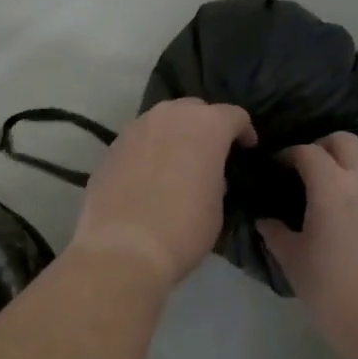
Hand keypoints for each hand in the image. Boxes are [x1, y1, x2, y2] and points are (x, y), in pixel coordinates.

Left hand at [70, 99, 256, 286]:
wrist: (122, 248)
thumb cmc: (183, 229)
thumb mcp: (217, 208)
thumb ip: (216, 182)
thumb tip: (207, 178)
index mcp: (206, 126)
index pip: (233, 115)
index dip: (244, 131)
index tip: (246, 149)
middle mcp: (169, 116)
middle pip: (194, 110)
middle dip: (206, 126)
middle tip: (210, 153)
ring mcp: (135, 128)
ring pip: (162, 121)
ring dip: (174, 135)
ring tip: (177, 162)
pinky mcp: (111, 148)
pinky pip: (139, 140)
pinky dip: (149, 151)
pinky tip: (149, 176)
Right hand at [259, 134, 357, 358]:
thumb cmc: (331, 293)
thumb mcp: (293, 262)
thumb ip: (276, 233)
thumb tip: (265, 219)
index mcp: (331, 188)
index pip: (307, 153)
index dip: (289, 154)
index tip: (279, 166)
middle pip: (345, 141)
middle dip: (324, 146)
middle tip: (312, 165)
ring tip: (353, 166)